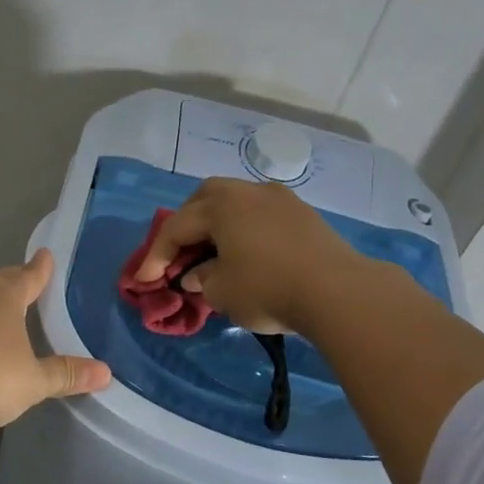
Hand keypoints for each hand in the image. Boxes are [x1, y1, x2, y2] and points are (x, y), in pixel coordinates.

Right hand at [134, 177, 363, 333]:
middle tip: (179, 254)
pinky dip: (244, 230)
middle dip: (186, 225)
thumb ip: (201, 279)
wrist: (338, 291)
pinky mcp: (303, 214)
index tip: (146, 280)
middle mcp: (248, 191)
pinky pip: (260, 214)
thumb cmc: (268, 288)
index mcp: (221, 205)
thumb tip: (198, 274)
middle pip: (205, 199)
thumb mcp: (221, 291)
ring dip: (217, 225)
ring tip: (212, 252)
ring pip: (236, 203)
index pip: (176, 227)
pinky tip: (246, 253)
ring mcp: (280, 199)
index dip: (157, 255)